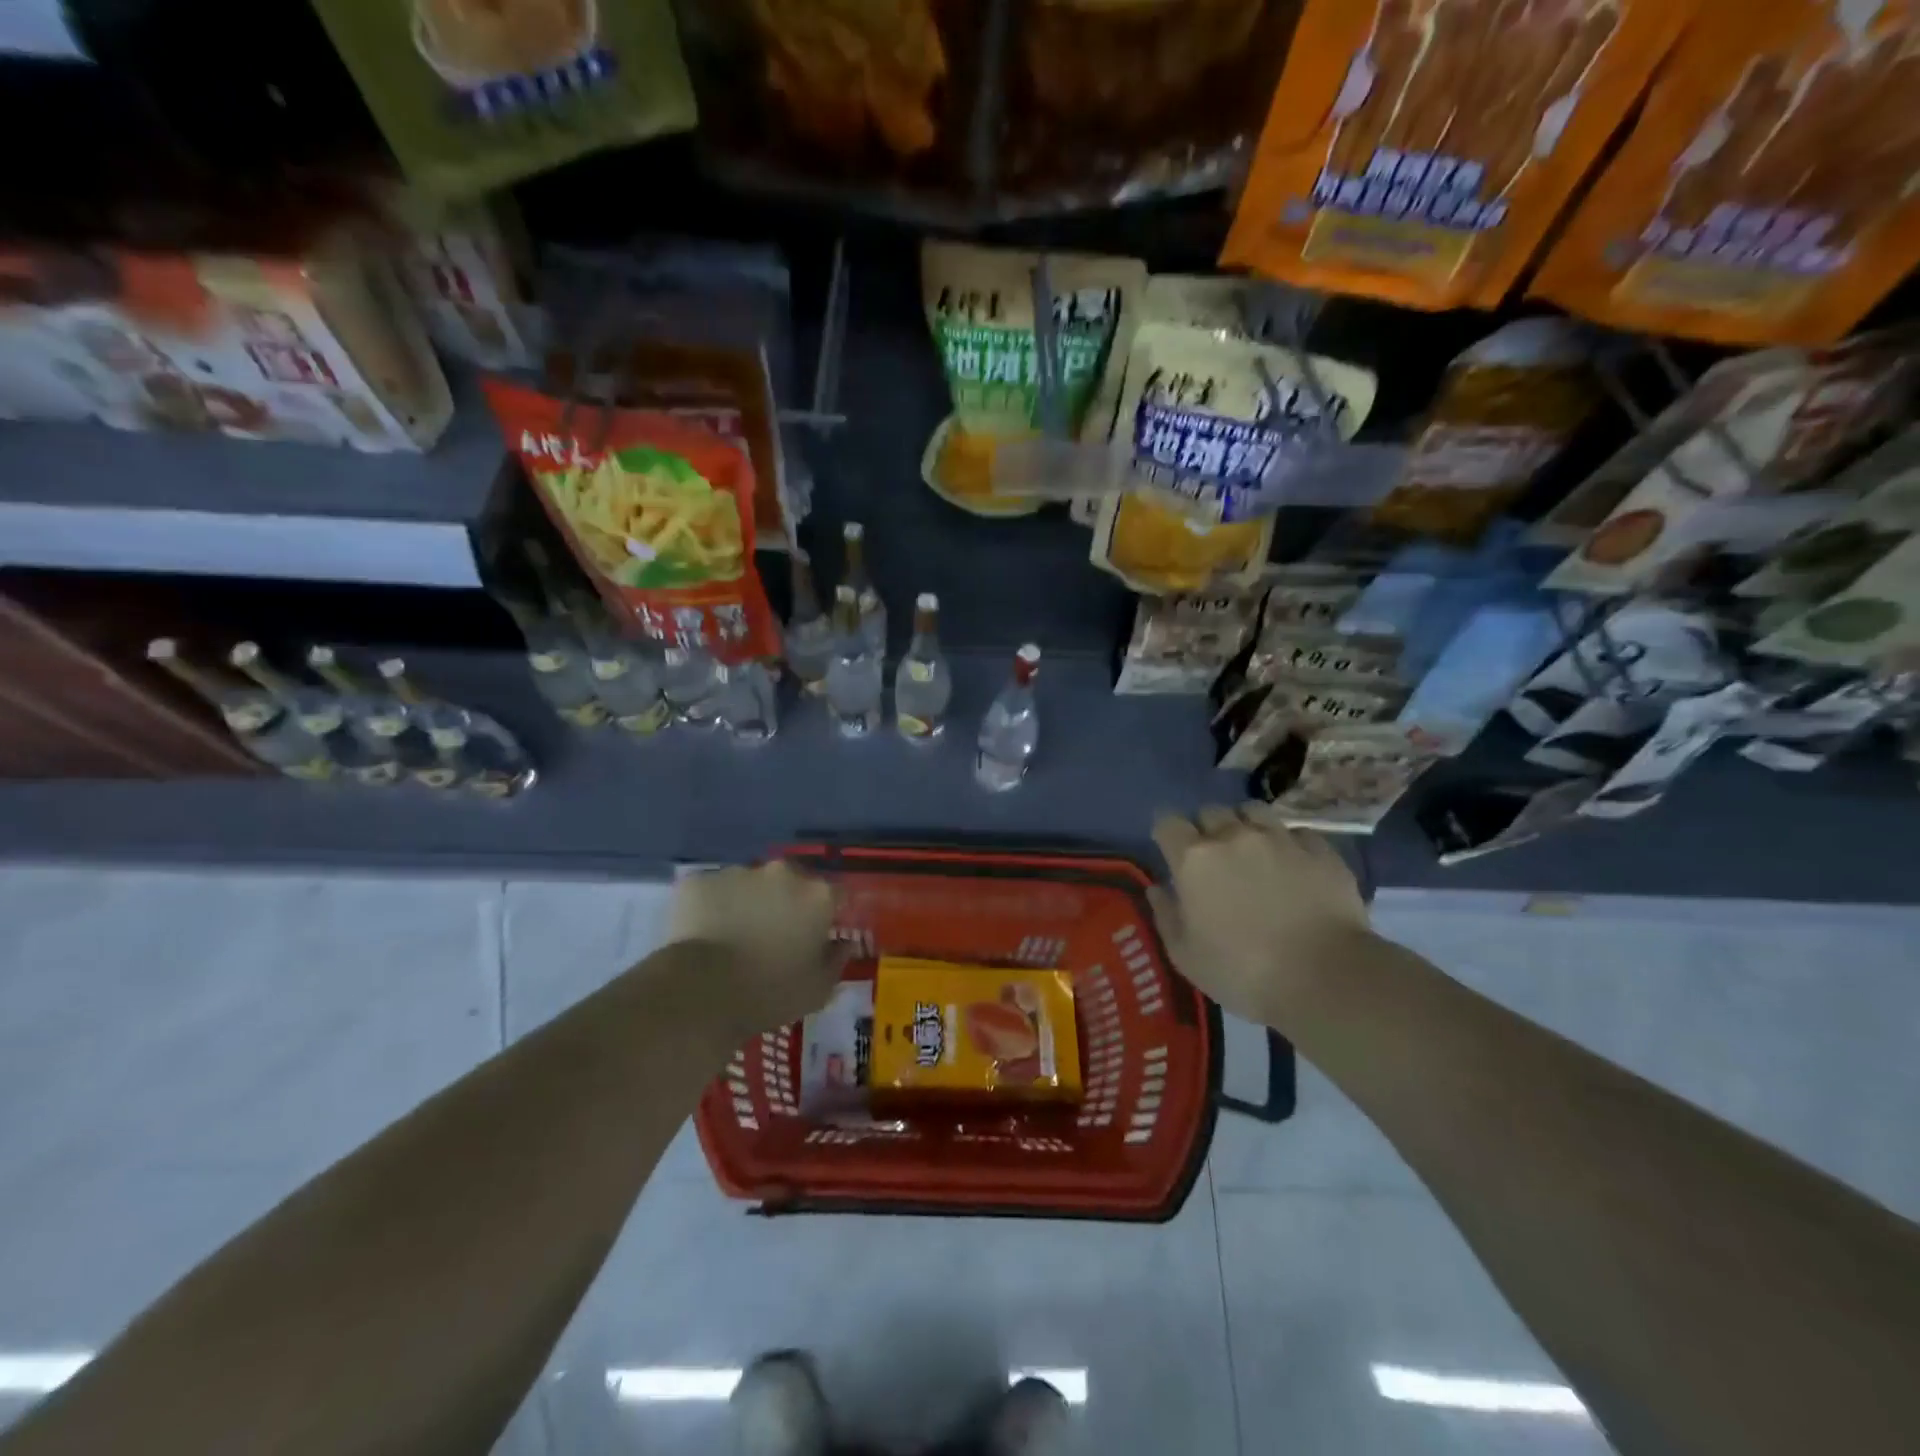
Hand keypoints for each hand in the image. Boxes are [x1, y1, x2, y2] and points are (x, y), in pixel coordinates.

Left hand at [666, 862, 843, 1037]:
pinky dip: (714, 906)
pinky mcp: (700, 881)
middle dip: (787, 903)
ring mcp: (738, 872)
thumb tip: (843, 943)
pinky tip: (705, 934)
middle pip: (792, 882)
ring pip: (751, 884)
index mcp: (817, 895)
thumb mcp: (818, 990)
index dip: (828, 914)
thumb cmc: (768, 993)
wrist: (700, 992)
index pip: (836, 895)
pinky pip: (713, 891)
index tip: (818, 936)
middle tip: (774, 936)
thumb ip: (837, 960)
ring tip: (734, 937)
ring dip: (750, 903)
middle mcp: (782, 873)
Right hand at [1150, 804, 1371, 1026]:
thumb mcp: (1186, 955)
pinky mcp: (1319, 849)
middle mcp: (1233, 836)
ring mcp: (1279, 838)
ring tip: (1252, 850)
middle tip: (1213, 857)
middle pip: (1210, 811)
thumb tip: (1157, 889)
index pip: (1167, 822)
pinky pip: (1296, 833)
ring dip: (1245, 824)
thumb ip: (1166, 915)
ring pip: (1253, 811)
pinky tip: (1293, 866)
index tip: (1170, 850)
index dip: (1166, 833)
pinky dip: (1288, 843)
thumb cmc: (1242, 971)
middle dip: (1206, 828)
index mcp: (1193, 859)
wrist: (1324, 977)